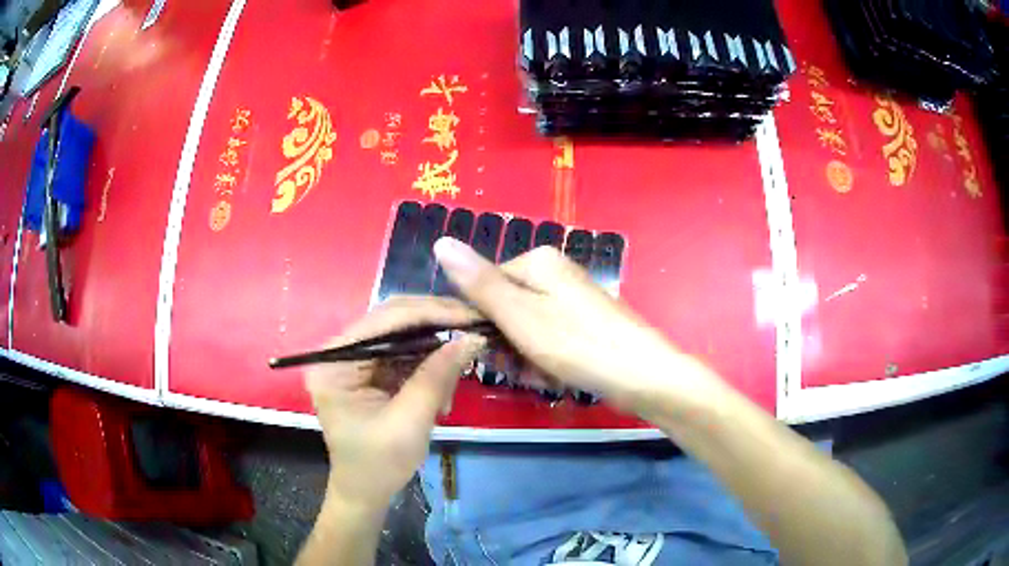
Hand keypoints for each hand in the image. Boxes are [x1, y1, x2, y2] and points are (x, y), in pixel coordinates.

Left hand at [305, 297, 484, 508]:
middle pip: (393, 319)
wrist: (366, 492)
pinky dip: (430, 366)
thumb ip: (436, 377)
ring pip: (404, 333)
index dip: (431, 313)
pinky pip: (406, 353)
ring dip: (435, 351)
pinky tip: (441, 392)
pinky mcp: (371, 370)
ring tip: (454, 382)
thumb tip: (471, 338)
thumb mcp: (409, 423)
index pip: (384, 320)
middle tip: (476, 329)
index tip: (472, 316)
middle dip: (437, 326)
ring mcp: (355, 359)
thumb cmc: (378, 465)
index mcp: (333, 362)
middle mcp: (340, 351)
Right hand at [434, 238, 722, 415]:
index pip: (484, 288)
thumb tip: (439, 240)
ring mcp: (571, 299)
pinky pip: (549, 340)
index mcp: (537, 261)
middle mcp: (554, 273)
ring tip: (546, 377)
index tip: (494, 353)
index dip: (484, 324)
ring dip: (527, 359)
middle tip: (524, 370)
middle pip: (506, 311)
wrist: (644, 376)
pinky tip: (559, 378)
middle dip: (509, 346)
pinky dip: (547, 362)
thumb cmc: (577, 344)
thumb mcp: (519, 315)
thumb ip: (478, 282)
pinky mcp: (583, 323)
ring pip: (525, 331)